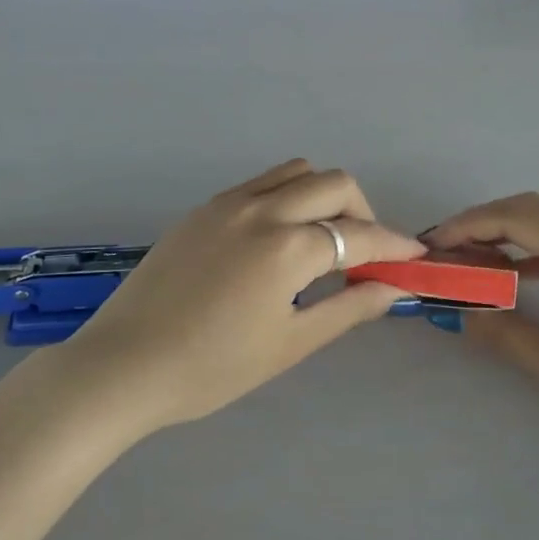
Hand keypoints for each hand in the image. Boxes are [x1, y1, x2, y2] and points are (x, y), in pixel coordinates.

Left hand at [63, 161, 423, 431]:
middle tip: (363, 254)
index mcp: (288, 247)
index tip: (415, 255)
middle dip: (362, 213)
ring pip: (295, 172)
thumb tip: (394, 287)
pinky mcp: (203, 208)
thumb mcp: (289, 344)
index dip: (394, 245)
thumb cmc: (211, 368)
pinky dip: (286, 197)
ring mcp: (228, 203)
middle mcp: (262, 210)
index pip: (359, 236)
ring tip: (321, 239)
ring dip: (323, 195)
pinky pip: (260, 184)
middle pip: (334, 184)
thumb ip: (348, 308)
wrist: (123, 365)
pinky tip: (277, 239)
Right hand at [422, 193, 538, 451]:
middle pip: (531, 207)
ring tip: (474, 255)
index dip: (467, 225)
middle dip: (483, 220)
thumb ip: (502, 330)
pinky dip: (535, 246)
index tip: (433, 242)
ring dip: (509, 230)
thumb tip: (459, 310)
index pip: (514, 219)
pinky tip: (516, 271)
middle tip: (448, 245)